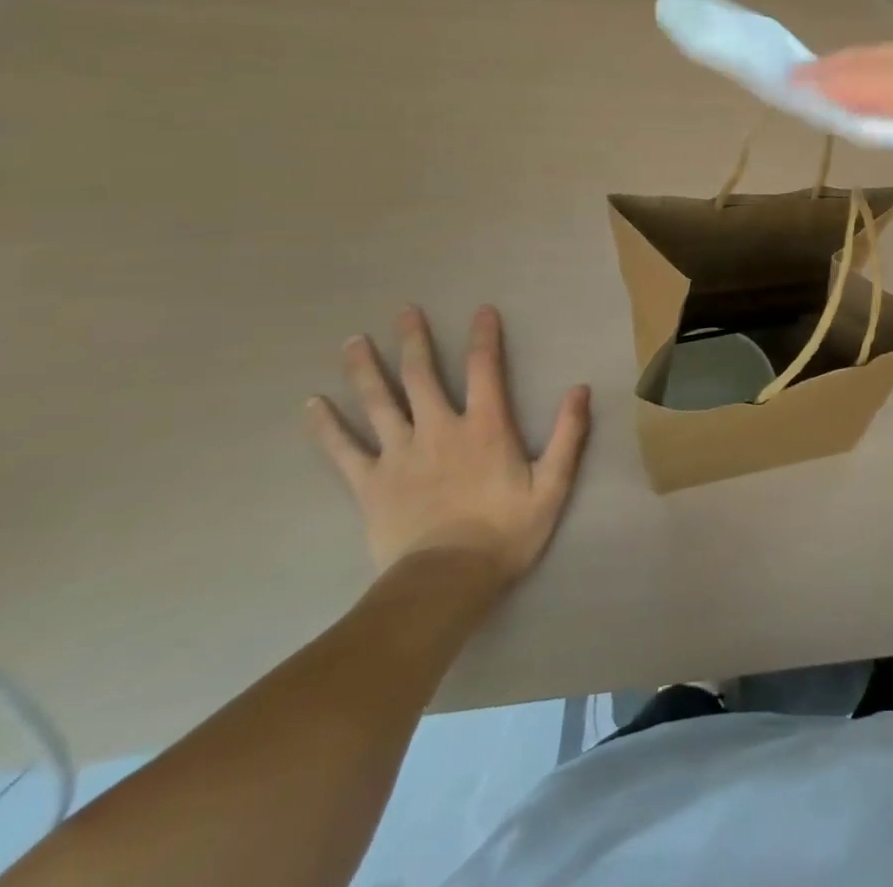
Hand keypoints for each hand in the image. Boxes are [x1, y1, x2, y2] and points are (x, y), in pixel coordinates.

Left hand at [305, 305, 590, 581]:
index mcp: (485, 427)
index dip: (484, 337)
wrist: (446, 582)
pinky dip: (326, 426)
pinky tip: (312, 405)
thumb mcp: (552, 484)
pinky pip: (343, 450)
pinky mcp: (370, 483)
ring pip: (379, 402)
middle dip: (414, 340)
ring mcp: (399, 454)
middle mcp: (439, 429)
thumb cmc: (505, 532)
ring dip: (366, 369)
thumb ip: (568, 434)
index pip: (484, 369)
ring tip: (353, 341)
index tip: (482, 310)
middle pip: (421, 376)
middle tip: (405, 311)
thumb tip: (580, 389)